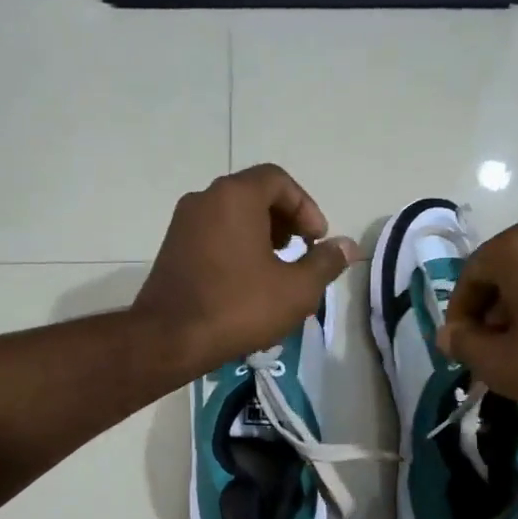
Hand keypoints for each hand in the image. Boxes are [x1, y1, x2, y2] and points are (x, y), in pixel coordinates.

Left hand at [133, 164, 355, 378]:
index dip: (306, 206)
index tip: (316, 240)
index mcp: (235, 196)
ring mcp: (183, 222)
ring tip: (277, 268)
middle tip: (301, 251)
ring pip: (233, 213)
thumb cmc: (238, 307)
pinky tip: (247, 280)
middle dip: (285, 219)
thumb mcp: (296, 290)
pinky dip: (237, 244)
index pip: (278, 180)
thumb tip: (347, 246)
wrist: (170, 338)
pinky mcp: (172, 246)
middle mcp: (205, 198)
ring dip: (261, 233)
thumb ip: (325, 263)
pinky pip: (214, 232)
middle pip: (254, 193)